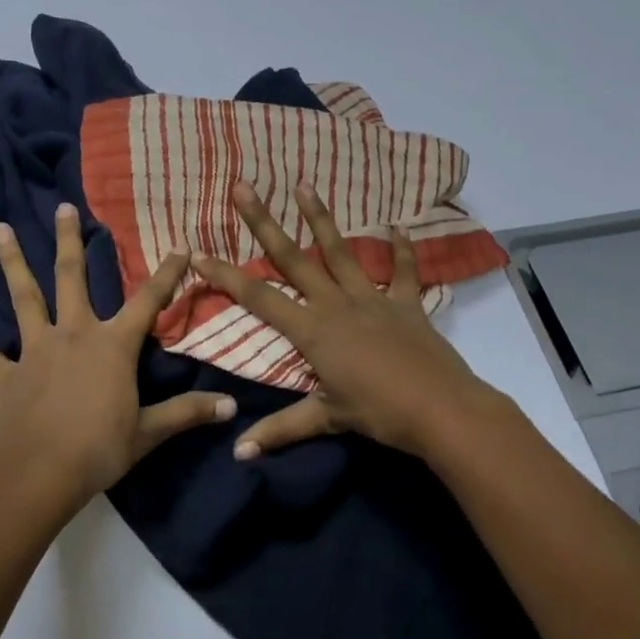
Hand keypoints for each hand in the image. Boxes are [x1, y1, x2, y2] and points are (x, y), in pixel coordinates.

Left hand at [0, 203, 236, 509]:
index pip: (148, 302)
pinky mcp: (6, 375)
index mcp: (112, 346)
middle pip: (71, 279)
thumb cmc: (99, 449)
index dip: (166, 275)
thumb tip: (232, 407)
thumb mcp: (150, 432)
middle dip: (69, 242)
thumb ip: (189, 413)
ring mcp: (35, 352)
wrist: (39, 475)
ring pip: (24, 299)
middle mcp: (73, 335)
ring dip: (12, 263)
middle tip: (62, 207)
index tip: (179, 247)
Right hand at [191, 181, 504, 461]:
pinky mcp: (406, 304)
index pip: (258, 299)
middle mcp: (337, 304)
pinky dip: (400, 250)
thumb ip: (280, 431)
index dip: (225, 277)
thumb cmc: (379, 413)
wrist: (441, 408)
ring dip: (320, 219)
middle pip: (293, 259)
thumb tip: (238, 452)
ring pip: (340, 252)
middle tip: (243, 187)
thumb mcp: (326, 420)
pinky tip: (396, 227)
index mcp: (313, 330)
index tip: (197, 253)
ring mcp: (373, 299)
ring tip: (303, 186)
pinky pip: (403, 271)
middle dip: (264, 223)